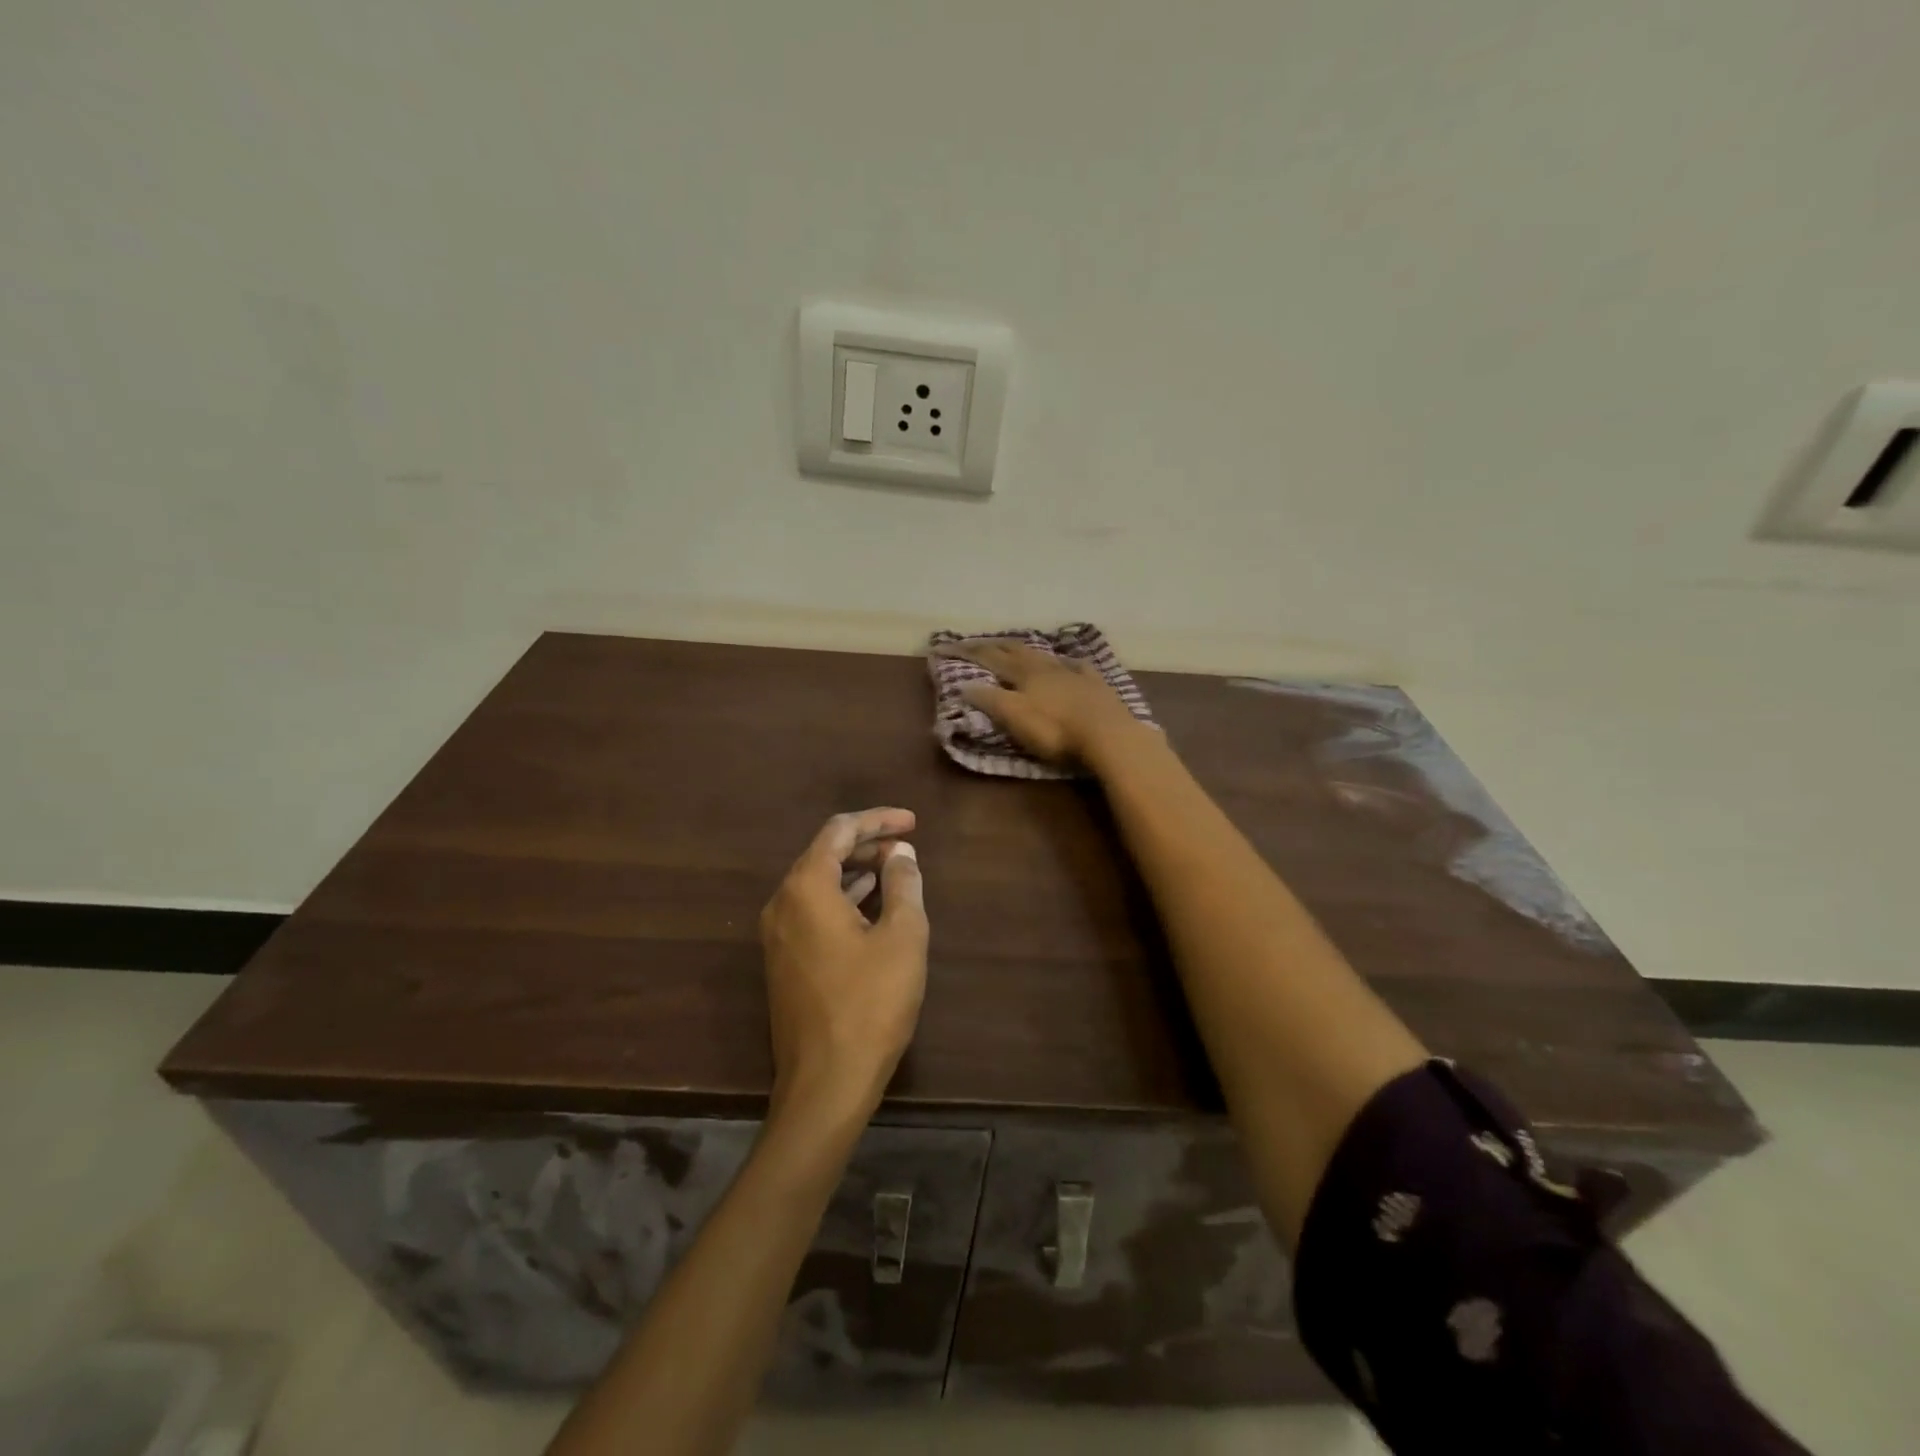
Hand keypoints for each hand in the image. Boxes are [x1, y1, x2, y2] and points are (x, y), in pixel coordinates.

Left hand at [760, 808, 928, 1122]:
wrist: (825, 1083)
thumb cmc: (870, 1004)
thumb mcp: (902, 936)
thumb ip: (903, 883)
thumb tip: (900, 852)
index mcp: (806, 887)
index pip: (839, 831)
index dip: (878, 820)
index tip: (913, 822)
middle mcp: (782, 903)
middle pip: (824, 854)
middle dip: (867, 844)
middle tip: (907, 845)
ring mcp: (777, 934)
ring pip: (817, 883)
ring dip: (855, 871)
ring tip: (895, 870)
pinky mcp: (782, 960)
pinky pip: (812, 910)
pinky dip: (842, 898)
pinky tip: (871, 905)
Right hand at [942, 639, 1149, 767]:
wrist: (1109, 735)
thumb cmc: (1056, 731)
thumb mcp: (1016, 718)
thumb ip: (991, 700)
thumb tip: (964, 684)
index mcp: (1025, 674)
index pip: (990, 658)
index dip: (968, 653)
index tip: (947, 647)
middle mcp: (1047, 667)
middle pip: (1017, 651)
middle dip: (995, 646)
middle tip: (979, 642)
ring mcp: (1074, 673)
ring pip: (1046, 656)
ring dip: (1028, 651)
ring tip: (1017, 647)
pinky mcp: (1096, 686)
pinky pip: (1078, 667)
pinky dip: (1067, 663)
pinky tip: (1069, 663)